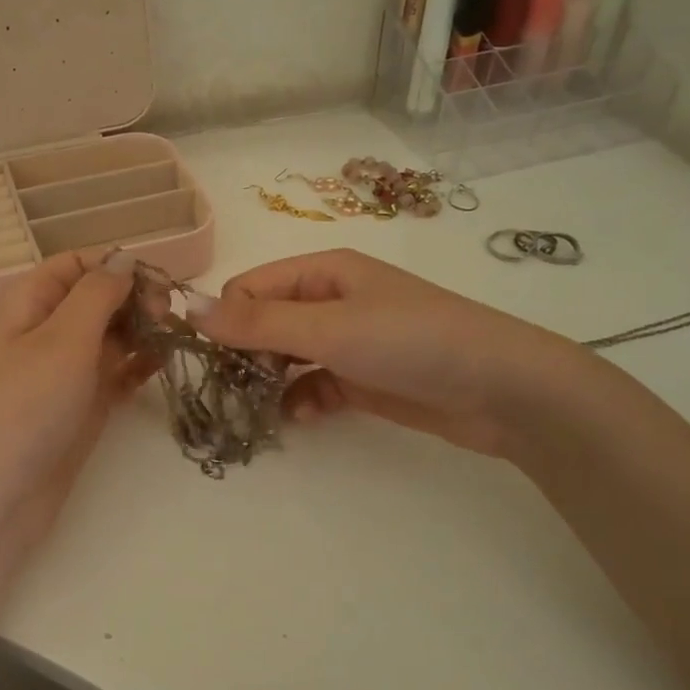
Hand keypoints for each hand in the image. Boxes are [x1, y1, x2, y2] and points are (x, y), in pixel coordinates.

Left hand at [0, 250, 148, 562]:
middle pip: (99, 297)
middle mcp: (47, 329)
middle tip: (168, 317)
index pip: (79, 263)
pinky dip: (138, 365)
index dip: (118, 265)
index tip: (159, 283)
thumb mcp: (62, 338)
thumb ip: (98, 293)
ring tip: (172, 340)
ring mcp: (65, 369)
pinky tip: (162, 365)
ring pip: (112, 334)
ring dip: (143, 331)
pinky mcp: (82, 404)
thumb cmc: (26, 406)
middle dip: (136, 298)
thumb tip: (125, 259)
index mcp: (30, 301)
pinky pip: (116, 372)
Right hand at [187, 248, 586, 458]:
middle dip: (245, 355)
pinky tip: (303, 417)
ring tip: (260, 409)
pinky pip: (312, 385)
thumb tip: (188, 308)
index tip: (215, 361)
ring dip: (269, 382)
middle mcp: (330, 300)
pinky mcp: (361, 379)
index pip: (249, 289)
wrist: (501, 390)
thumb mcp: (328, 327)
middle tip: (235, 390)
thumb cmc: (410, 341)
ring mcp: (347, 341)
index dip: (227, 322)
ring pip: (285, 358)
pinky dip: (301, 400)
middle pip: (264, 323)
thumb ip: (257, 323)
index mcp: (321, 272)